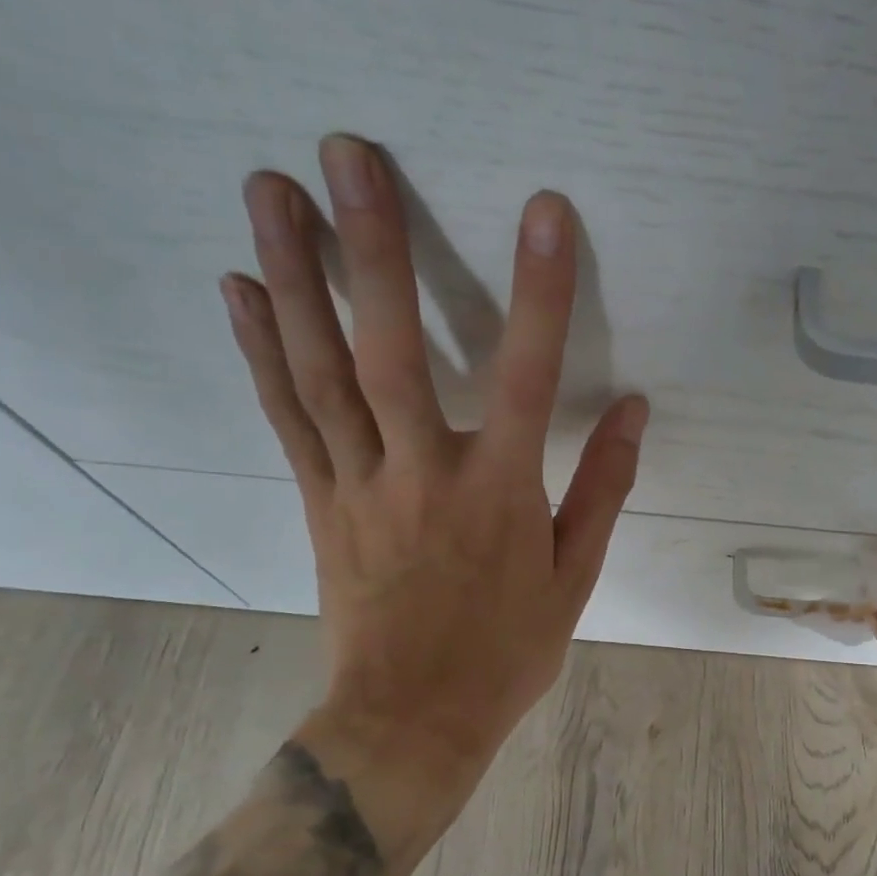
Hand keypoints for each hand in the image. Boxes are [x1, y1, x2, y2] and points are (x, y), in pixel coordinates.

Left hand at [223, 134, 646, 834]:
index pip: (529, 374)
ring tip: (268, 190)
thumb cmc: (506, 651)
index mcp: (500, 492)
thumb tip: (635, 410)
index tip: (545, 213)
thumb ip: (604, 487)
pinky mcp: (321, 501)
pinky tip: (242, 290)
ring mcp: (360, 484)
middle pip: (391, 349)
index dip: (541, 291)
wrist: (412, 720)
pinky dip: (262, 351)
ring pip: (321, 371)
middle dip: (369, 247)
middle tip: (344, 155)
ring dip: (293, 276)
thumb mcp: (576, 577)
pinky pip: (289, 417)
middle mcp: (423, 472)